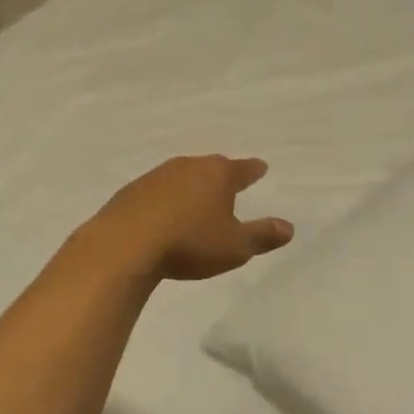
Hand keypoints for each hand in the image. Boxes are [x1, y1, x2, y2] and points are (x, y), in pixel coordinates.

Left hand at [82, 155, 293, 283]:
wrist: (124, 245)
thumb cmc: (189, 243)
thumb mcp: (234, 247)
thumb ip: (262, 235)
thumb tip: (289, 227)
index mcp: (218, 175)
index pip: (243, 169)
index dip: (253, 170)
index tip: (261, 168)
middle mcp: (189, 166)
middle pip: (211, 166)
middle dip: (221, 174)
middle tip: (228, 181)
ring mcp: (157, 176)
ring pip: (182, 175)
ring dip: (191, 185)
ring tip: (196, 199)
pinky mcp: (131, 191)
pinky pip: (157, 190)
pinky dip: (165, 198)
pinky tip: (163, 214)